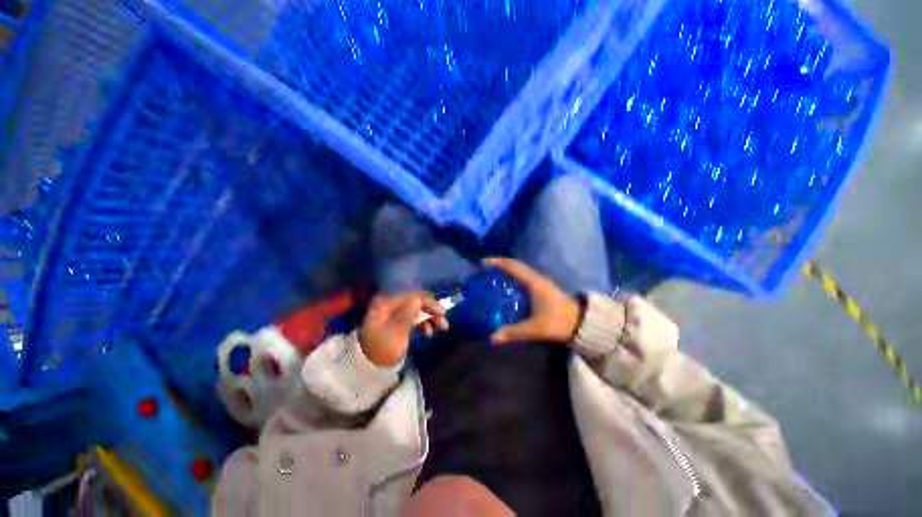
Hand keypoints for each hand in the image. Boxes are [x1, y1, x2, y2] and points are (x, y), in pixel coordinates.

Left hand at [360, 291, 448, 366]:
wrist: (368, 366)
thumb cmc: (382, 350)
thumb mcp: (395, 334)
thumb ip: (407, 316)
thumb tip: (418, 300)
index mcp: (386, 302)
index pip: (411, 295)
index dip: (428, 302)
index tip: (441, 312)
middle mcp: (390, 302)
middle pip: (416, 300)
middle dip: (432, 310)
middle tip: (444, 322)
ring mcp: (395, 310)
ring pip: (418, 308)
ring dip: (430, 316)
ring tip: (442, 328)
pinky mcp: (398, 318)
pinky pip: (415, 315)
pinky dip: (424, 321)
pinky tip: (429, 332)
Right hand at [484, 258, 583, 345]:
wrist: (583, 324)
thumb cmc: (559, 322)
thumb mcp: (535, 328)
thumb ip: (513, 332)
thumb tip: (492, 338)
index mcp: (534, 282)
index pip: (512, 266)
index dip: (497, 262)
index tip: (482, 263)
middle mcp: (536, 278)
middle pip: (514, 266)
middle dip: (498, 266)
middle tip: (483, 272)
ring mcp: (540, 282)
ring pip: (519, 272)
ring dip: (506, 272)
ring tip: (491, 278)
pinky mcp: (542, 289)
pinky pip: (523, 279)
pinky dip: (513, 279)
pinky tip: (506, 289)